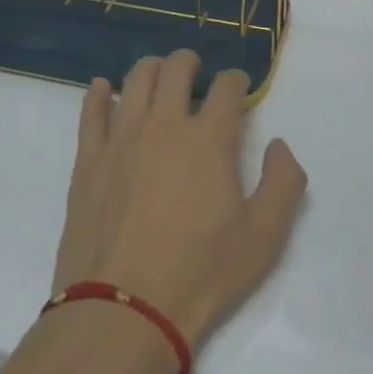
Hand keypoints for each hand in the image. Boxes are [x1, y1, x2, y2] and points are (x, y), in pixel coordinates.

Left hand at [52, 52, 307, 347]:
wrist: (124, 310)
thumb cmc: (201, 274)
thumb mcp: (265, 236)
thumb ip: (284, 182)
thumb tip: (278, 145)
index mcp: (210, 139)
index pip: (227, 87)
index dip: (237, 80)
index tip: (239, 87)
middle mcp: (165, 125)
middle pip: (176, 70)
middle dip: (190, 62)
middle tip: (195, 69)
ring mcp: (121, 139)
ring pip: (134, 80)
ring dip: (151, 68)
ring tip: (158, 74)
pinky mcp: (88, 160)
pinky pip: (90, 112)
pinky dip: (98, 93)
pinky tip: (102, 88)